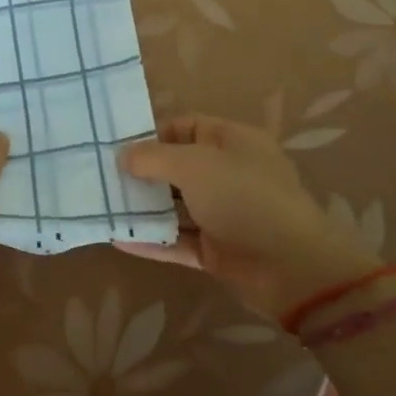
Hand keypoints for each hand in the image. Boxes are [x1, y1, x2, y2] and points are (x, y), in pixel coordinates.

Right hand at [119, 114, 380, 319]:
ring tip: (103, 206)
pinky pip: (179, 240)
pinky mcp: (218, 251)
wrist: (293, 267)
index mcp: (232, 141)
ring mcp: (224, 213)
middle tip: (102, 177)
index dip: (153, 134)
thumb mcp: (195, 165)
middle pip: (178, 167)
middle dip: (143, 172)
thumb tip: (123, 155)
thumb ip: (154, 158)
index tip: (117, 146)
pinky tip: (118, 240)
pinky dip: (152, 240)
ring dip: (144, 207)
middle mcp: (229, 173)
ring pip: (177, 206)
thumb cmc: (245, 198)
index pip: (186, 127)